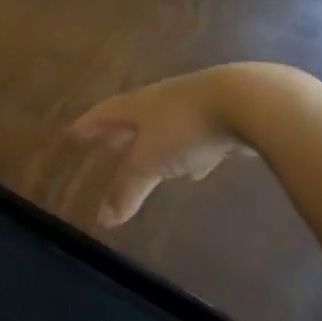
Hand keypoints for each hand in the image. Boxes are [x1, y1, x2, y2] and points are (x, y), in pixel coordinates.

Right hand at [69, 66, 259, 226]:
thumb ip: (127, 190)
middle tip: (105, 145)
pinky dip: (190, 154)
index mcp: (139, 105)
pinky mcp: (225, 118)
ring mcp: (196, 106)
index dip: (87, 126)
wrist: (250, 101)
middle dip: (119, 134)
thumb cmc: (186, 127)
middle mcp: (163, 101)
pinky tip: (198, 170)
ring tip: (149, 161)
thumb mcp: (150, 163)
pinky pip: (197, 139)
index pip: (104, 114)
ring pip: (167, 128)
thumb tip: (103, 219)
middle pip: (134, 117)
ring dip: (155, 144)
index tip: (71, 134)